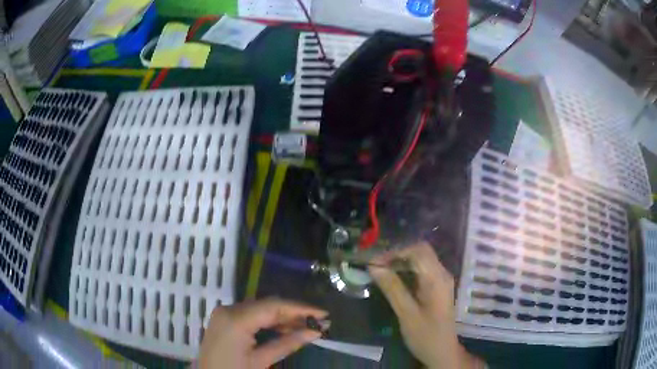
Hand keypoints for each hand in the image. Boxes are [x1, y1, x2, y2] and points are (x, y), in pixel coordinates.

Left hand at [198, 298, 326, 368]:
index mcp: (236, 319)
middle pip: (268, 305)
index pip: (274, 306)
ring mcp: (225, 312)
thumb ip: (288, 343)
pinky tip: (285, 328)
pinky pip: (252, 314)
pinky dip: (269, 321)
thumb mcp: (261, 361)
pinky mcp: (225, 318)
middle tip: (318, 322)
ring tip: (306, 327)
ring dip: (283, 317)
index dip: (301, 309)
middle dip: (294, 313)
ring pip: (261, 308)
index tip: (323, 315)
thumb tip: (316, 331)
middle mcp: (229, 309)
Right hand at [369, 242, 483, 368]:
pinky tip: (392, 280)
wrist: (442, 351)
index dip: (395, 252)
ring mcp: (440, 280)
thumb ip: (392, 288)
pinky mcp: (437, 287)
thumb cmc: (425, 335)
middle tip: (375, 266)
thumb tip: (374, 267)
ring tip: (380, 271)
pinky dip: (406, 270)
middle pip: (420, 252)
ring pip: (420, 260)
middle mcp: (441, 274)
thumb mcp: (406, 313)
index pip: (418, 250)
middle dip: (396, 255)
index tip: (375, 263)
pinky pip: (421, 270)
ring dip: (400, 262)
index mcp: (437, 278)